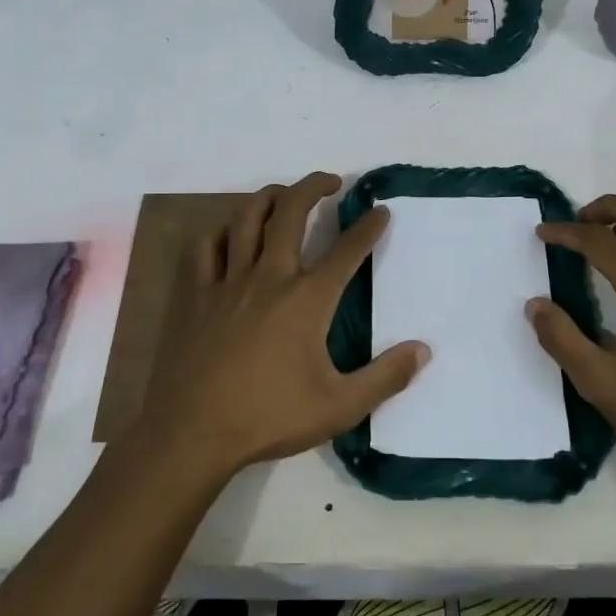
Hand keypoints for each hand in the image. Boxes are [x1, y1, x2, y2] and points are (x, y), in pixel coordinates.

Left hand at [135, 172, 428, 482]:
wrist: (192, 433)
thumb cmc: (268, 417)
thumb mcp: (339, 407)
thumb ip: (386, 377)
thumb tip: (423, 349)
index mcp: (306, 299)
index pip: (346, 250)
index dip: (368, 227)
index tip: (381, 211)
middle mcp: (269, 277)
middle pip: (291, 212)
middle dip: (314, 187)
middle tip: (331, 182)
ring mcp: (228, 282)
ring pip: (247, 218)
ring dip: (269, 197)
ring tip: (284, 195)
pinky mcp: (196, 295)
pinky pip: (206, 247)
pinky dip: (221, 232)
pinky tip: (230, 235)